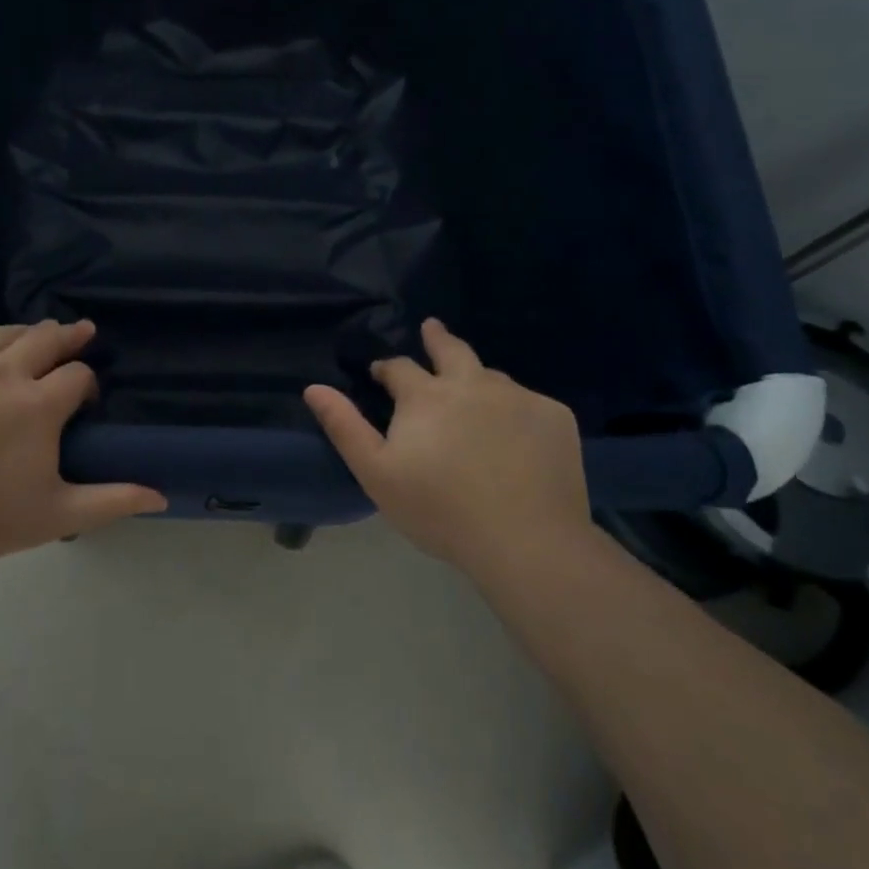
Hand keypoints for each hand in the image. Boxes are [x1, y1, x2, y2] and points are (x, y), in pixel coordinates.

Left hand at [0, 320, 167, 577]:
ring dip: (23, 335)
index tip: (83, 400)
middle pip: (44, 337)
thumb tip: (162, 496)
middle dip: (68, 336)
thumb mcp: (56, 516)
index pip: (78, 374)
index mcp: (37, 405)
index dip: (87, 384)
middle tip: (79, 332)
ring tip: (32, 338)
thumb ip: (112, 500)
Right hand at [304, 319, 592, 572]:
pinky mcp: (555, 417)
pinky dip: (515, 411)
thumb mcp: (376, 473)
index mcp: (427, 395)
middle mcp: (473, 383)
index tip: (381, 374)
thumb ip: (344, 427)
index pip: (399, 368)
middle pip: (452, 350)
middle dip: (437, 338)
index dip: (387, 368)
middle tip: (432, 328)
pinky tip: (516, 434)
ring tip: (473, 393)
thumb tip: (314, 388)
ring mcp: (518, 397)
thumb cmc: (440, 510)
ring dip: (476, 379)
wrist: (526, 540)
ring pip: (492, 377)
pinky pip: (529, 403)